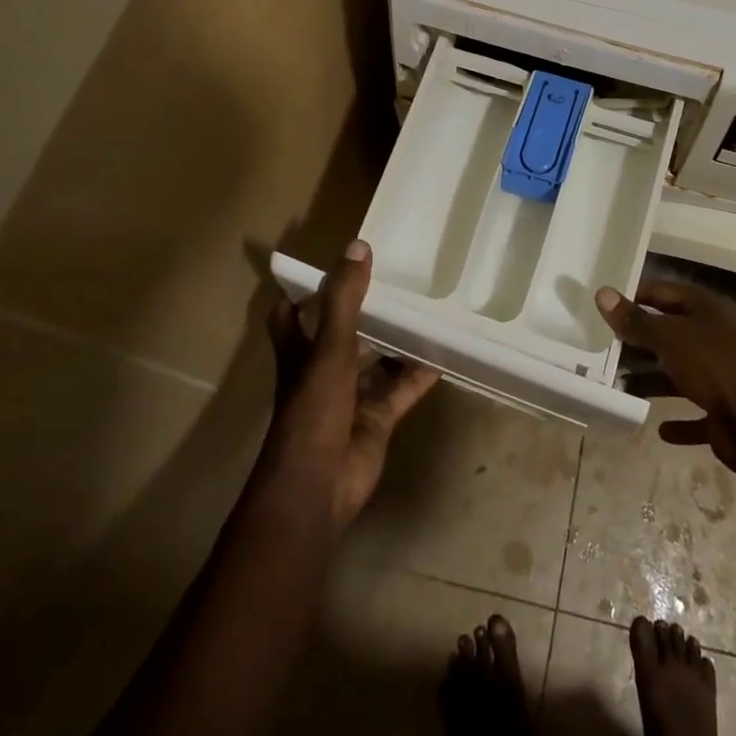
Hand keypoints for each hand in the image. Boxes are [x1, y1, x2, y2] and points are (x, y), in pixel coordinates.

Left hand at [265, 240, 438, 530]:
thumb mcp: (329, 348)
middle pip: (343, 333)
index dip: (304, 290)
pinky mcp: (376, 420)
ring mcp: (351, 397)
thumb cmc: (313, 412)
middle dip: (366, 311)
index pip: (291, 314)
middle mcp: (323, 370)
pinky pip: (402, 389)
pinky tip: (444, 353)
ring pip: (377, 361)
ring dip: (397, 340)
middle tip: (397, 279)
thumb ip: (344, 299)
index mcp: (301, 352)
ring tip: (427, 308)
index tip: (329, 264)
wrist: (317, 490)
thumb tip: (358, 245)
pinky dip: (420, 374)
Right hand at [595, 277, 735, 477]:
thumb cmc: (715, 367)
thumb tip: (602, 293)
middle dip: (638, 342)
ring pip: (677, 373)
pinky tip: (658, 428)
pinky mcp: (723, 411)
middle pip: (668, 333)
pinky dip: (678, 420)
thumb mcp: (669, 338)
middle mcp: (713, 336)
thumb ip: (635, 321)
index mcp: (705, 309)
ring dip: (651, 381)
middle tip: (601, 349)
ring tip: (618, 387)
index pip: (662, 292)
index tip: (603, 307)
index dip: (634, 296)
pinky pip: (694, 413)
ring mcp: (720, 375)